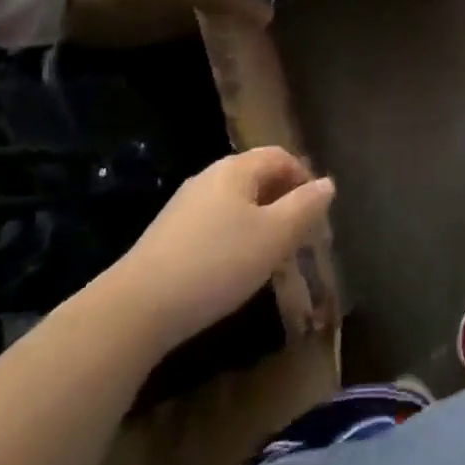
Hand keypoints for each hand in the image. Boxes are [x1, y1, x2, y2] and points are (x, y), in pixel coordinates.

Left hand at [105, 146, 334, 345]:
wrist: (137, 308)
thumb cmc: (217, 263)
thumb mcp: (274, 236)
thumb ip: (305, 207)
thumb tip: (328, 183)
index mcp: (236, 169)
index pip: (280, 156)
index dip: (304, 178)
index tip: (317, 214)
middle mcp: (209, 177)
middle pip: (257, 177)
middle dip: (283, 201)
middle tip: (299, 236)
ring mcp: (184, 206)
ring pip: (235, 203)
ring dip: (259, 222)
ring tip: (271, 255)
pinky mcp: (168, 235)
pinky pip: (214, 224)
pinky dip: (234, 238)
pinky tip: (233, 269)